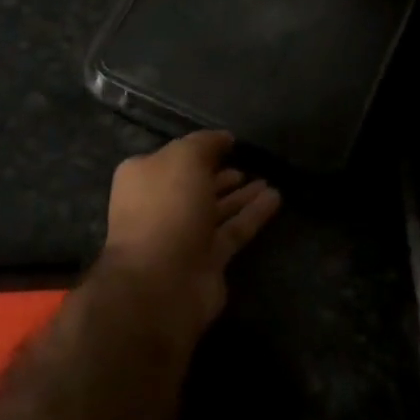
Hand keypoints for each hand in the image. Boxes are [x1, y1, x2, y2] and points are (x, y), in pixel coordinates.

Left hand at [100, 131, 280, 328]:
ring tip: (268, 180)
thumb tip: (224, 138)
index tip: (228, 143)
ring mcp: (183, 235)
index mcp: (143, 177)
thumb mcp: (184, 159)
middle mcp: (160, 205)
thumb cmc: (166, 208)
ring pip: (216, 209)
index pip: (173, 157)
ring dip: (241, 195)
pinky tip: (275, 199)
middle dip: (220, 175)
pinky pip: (233, 230)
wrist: (162, 280)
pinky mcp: (207, 260)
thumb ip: (205, 144)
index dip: (200, 149)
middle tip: (247, 163)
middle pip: (195, 185)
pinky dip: (252, 215)